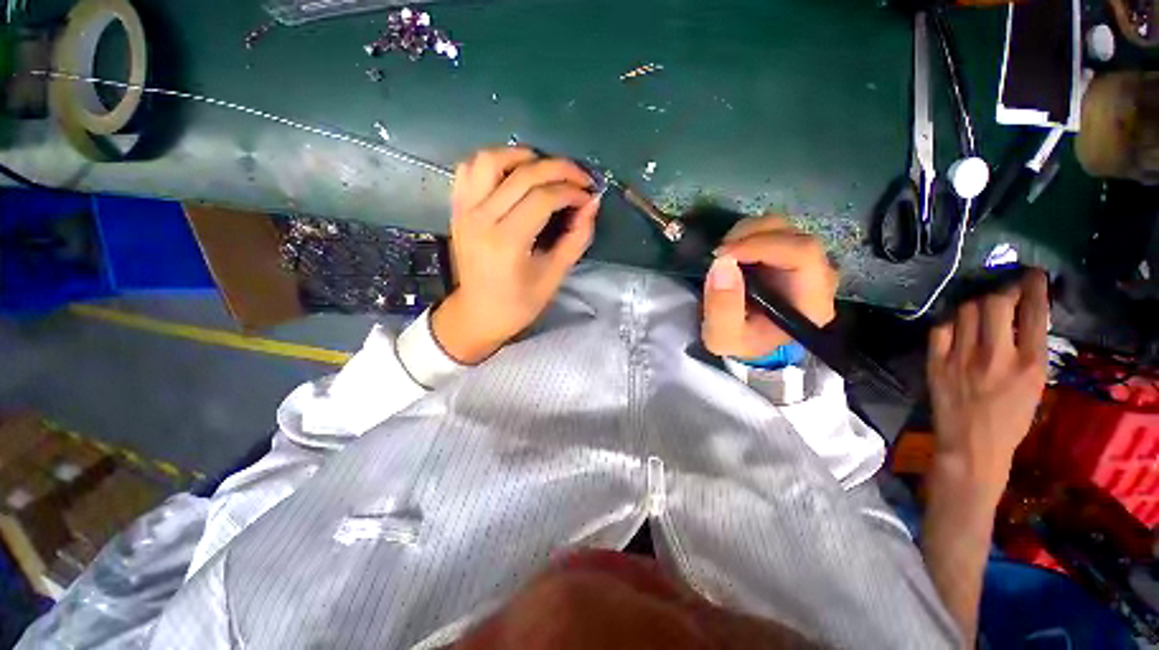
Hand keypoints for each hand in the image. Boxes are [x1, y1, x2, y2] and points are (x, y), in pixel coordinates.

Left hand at [432, 147, 600, 364]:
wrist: (478, 314)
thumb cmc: (518, 304)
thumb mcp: (554, 276)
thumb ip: (575, 239)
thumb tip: (592, 205)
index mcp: (506, 242)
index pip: (543, 198)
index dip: (571, 191)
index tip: (589, 196)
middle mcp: (481, 219)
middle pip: (522, 174)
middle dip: (558, 169)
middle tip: (579, 178)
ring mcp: (464, 210)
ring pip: (490, 160)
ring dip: (522, 156)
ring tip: (545, 170)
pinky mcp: (457, 209)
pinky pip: (469, 169)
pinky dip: (493, 163)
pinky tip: (512, 175)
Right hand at [701, 216, 837, 358]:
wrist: (749, 343)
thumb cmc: (741, 342)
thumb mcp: (723, 336)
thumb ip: (722, 307)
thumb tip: (722, 263)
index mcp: (811, 301)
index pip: (803, 255)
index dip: (763, 246)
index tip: (724, 254)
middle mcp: (818, 277)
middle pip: (795, 236)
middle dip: (752, 236)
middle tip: (718, 252)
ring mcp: (805, 262)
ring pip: (784, 228)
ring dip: (748, 233)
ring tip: (722, 253)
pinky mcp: (788, 254)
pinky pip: (773, 231)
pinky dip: (747, 234)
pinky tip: (731, 252)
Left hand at [927, 270, 1049, 489]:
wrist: (971, 446)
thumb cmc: (1010, 420)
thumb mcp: (1035, 385)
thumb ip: (1029, 349)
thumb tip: (1022, 315)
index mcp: (1031, 364)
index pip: (1035, 313)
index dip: (1033, 287)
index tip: (1033, 274)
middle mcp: (996, 357)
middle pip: (995, 303)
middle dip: (1001, 289)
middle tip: (1004, 289)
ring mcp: (961, 359)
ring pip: (966, 311)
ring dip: (975, 302)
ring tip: (981, 305)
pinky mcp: (935, 363)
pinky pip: (940, 329)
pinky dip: (949, 321)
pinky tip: (956, 323)